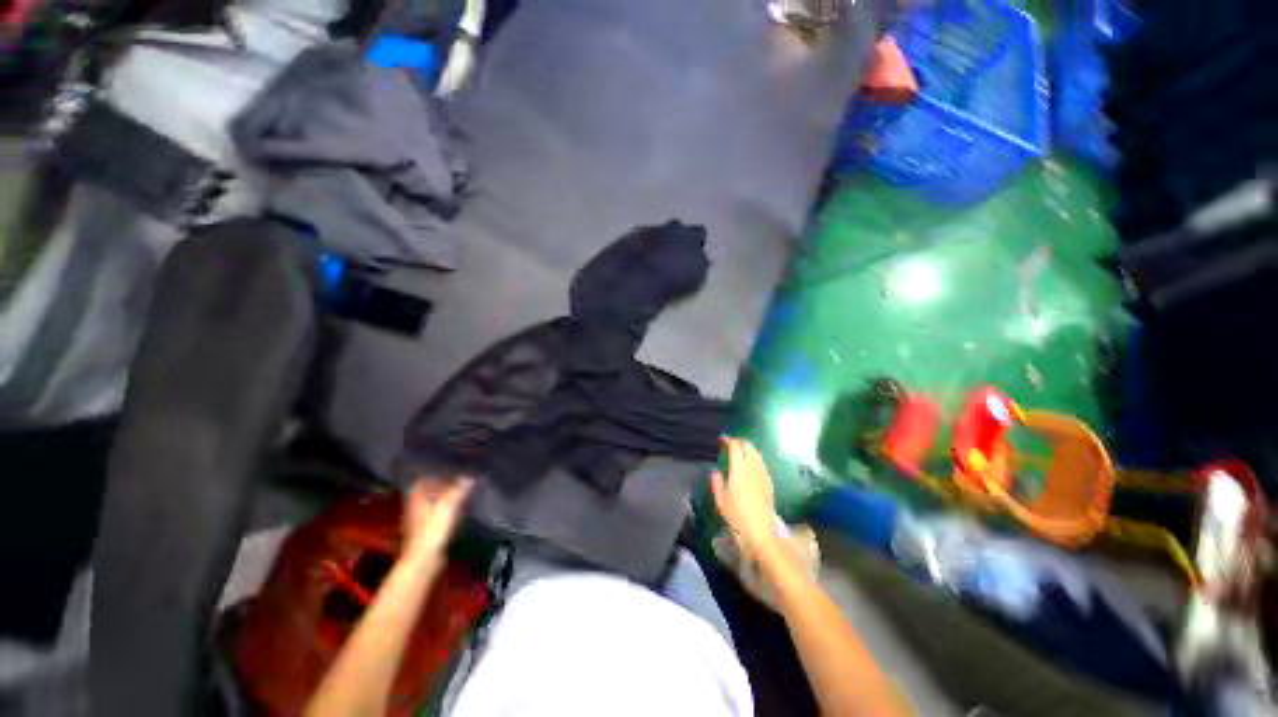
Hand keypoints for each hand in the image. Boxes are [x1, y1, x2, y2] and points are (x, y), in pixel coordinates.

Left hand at [403, 478, 471, 557]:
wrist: (424, 560)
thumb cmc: (433, 529)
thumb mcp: (449, 505)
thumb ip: (459, 490)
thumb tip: (469, 478)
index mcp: (416, 498)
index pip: (422, 481)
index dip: (435, 475)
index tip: (450, 472)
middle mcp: (415, 507)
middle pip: (428, 492)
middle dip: (443, 487)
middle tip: (460, 482)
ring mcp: (419, 521)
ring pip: (433, 504)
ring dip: (446, 500)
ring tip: (462, 495)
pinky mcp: (426, 532)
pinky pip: (437, 515)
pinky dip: (446, 511)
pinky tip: (458, 513)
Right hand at [711, 438, 780, 556]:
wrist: (761, 529)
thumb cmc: (737, 514)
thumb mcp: (721, 499)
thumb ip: (717, 482)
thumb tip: (715, 472)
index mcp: (739, 467)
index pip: (735, 446)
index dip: (728, 440)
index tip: (722, 440)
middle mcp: (753, 466)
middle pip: (748, 445)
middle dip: (739, 442)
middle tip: (730, 445)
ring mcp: (763, 473)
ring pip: (756, 453)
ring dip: (747, 449)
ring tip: (739, 454)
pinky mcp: (769, 480)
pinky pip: (761, 462)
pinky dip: (754, 458)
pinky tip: (749, 467)